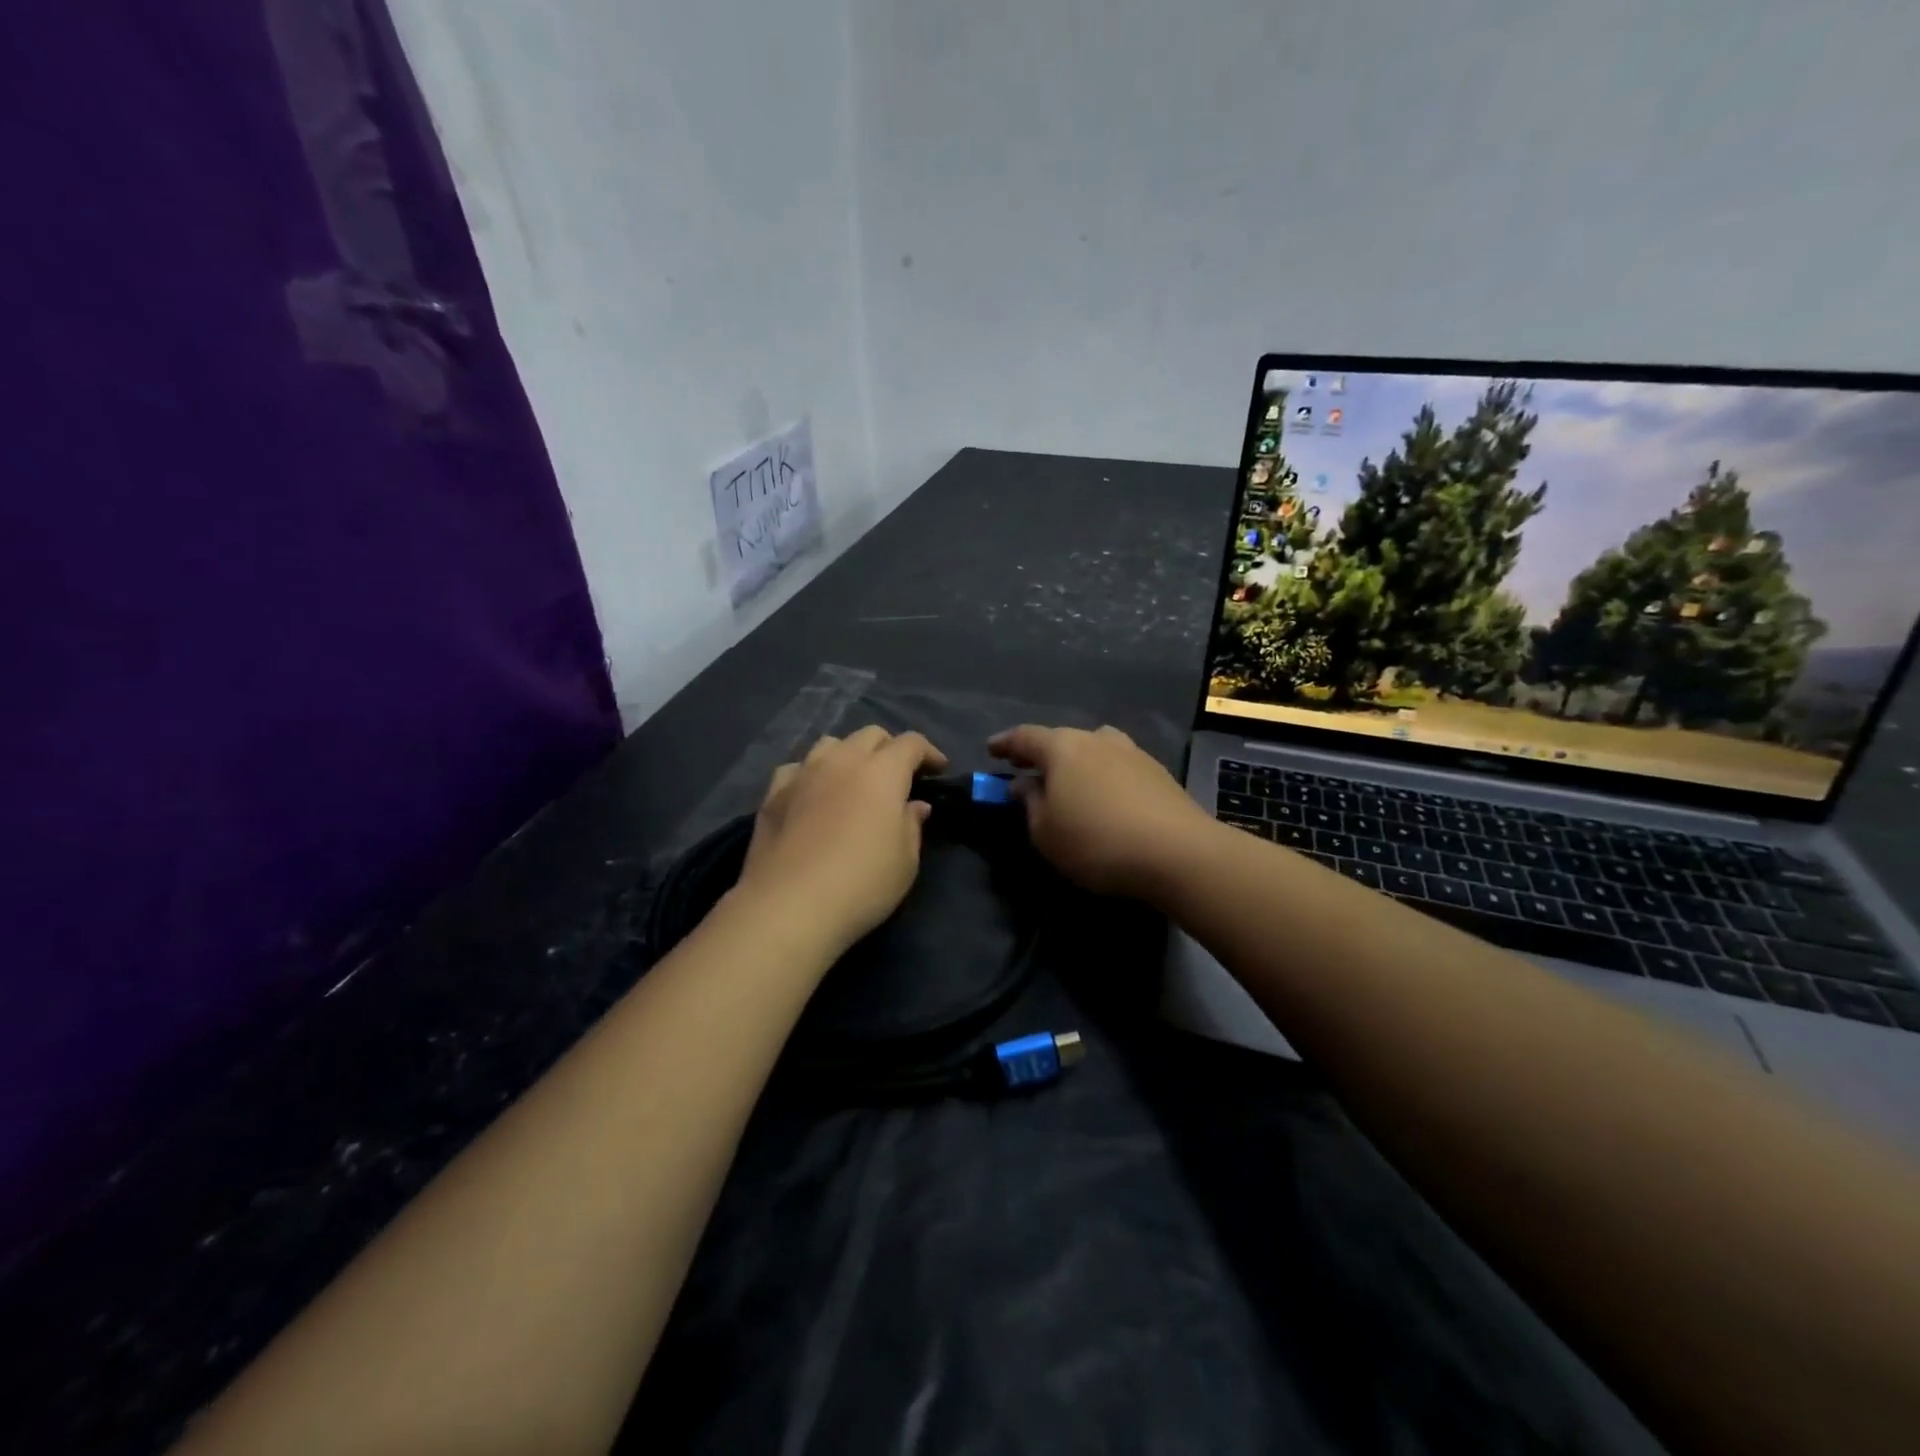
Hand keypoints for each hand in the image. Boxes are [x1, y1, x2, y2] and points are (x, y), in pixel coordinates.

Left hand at [734, 726, 948, 954]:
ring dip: (849, 754)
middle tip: (898, 776)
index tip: (939, 770)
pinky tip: (813, 794)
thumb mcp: (905, 860)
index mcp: (882, 772)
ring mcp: (803, 773)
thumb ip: (912, 824)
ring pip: (831, 744)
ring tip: (854, 779)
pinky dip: (811, 774)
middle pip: (870, 735)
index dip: (929, 752)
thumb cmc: (862, 883)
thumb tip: (914, 804)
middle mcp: (842, 761)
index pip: (911, 743)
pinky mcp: (773, 793)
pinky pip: (797, 768)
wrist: (790, 905)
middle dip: (890, 748)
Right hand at [988, 724, 1209, 899]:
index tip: (990, 749)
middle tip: (1026, 768)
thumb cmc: (1097, 842)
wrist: (1178, 852)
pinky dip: (1102, 775)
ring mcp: (1131, 752)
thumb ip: (1030, 803)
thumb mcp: (1046, 832)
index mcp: (1062, 747)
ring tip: (1068, 781)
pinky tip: (1103, 795)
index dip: (1004, 743)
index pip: (1024, 737)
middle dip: (1041, 753)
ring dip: (1076, 762)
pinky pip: (1117, 766)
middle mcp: (1096, 739)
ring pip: (1093, 749)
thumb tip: (1025, 784)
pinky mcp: (1157, 772)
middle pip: (1061, 739)